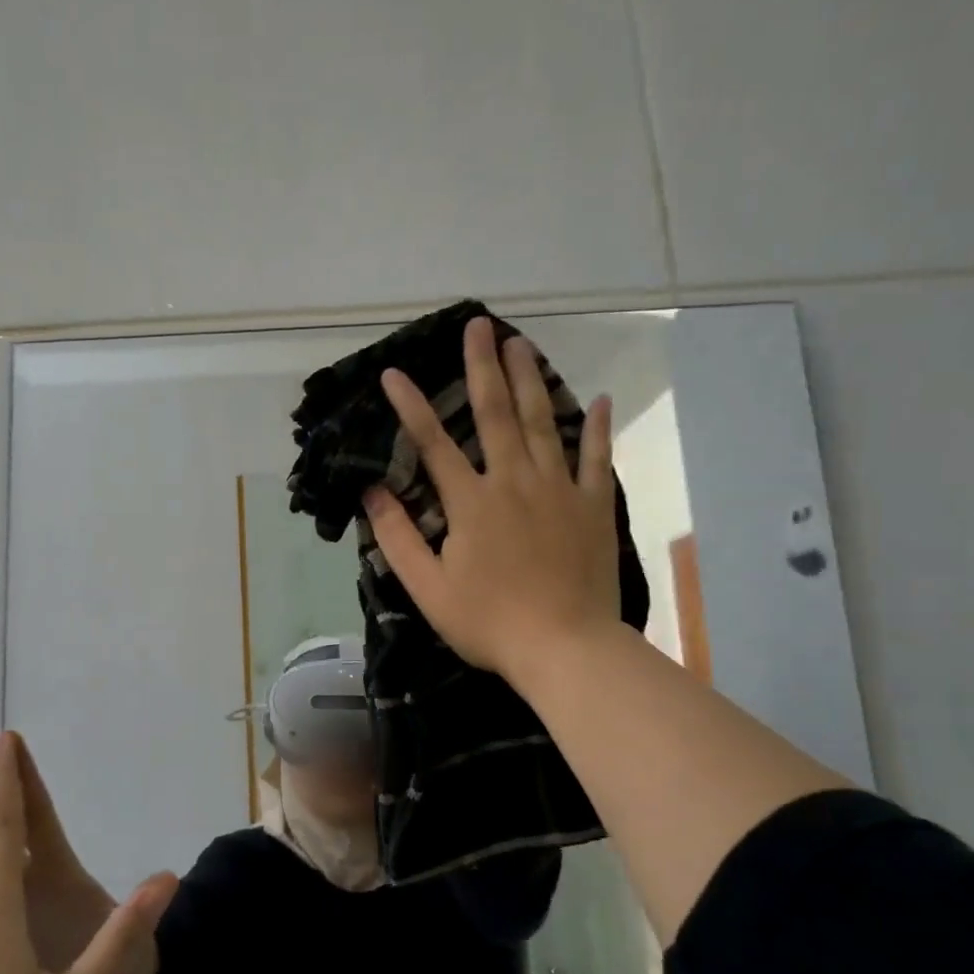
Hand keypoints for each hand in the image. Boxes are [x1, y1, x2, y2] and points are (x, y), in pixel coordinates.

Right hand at [362, 316, 621, 689]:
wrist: (565, 647)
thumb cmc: (488, 622)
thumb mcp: (428, 587)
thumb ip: (398, 537)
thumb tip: (372, 493)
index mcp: (472, 502)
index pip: (433, 443)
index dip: (411, 406)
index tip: (394, 373)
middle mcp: (515, 482)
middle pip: (497, 413)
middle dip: (484, 367)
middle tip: (479, 326)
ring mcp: (560, 491)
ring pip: (544, 423)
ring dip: (531, 380)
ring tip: (522, 343)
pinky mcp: (593, 507)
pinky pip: (598, 459)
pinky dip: (599, 429)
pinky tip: (601, 401)